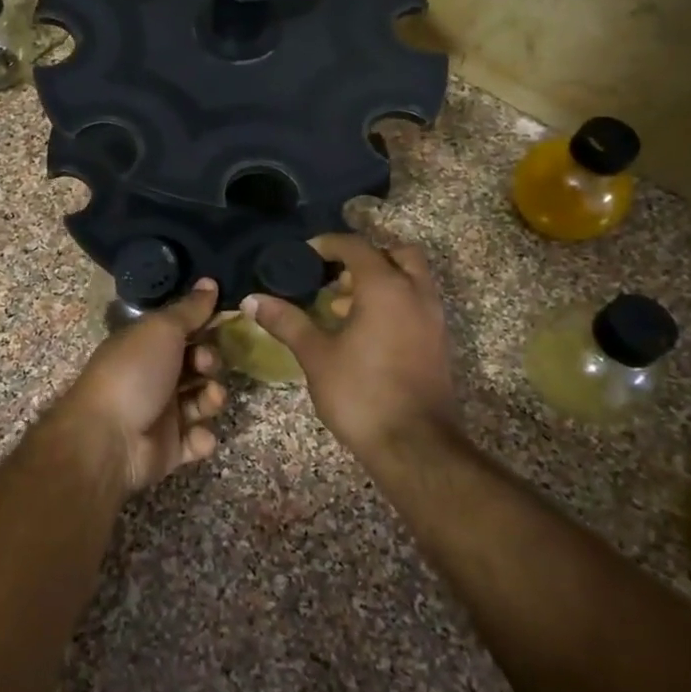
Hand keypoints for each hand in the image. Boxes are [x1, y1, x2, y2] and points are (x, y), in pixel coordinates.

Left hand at [53, 280, 228, 493]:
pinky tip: (198, 434)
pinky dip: (202, 437)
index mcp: (145, 345)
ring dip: (212, 397)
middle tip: (205, 365)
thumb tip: (210, 281)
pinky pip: (196, 439)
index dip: (204, 326)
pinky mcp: (169, 449)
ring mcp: (161, 413)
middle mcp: (153, 375)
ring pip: (201, 400)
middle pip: (195, 365)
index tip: (224, 323)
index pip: (182, 331)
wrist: (108, 438)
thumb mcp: (162, 330)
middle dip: (209, 362)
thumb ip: (190, 309)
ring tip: (210, 399)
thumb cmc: (134, 373)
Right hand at [244, 235, 461, 463]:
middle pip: (396, 253)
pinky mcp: (439, 343)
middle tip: (336, 276)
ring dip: (381, 280)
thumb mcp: (316, 355)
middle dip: (366, 257)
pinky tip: (365, 331)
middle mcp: (416, 294)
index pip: (356, 246)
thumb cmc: (361, 393)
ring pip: (411, 279)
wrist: (415, 447)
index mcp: (385, 287)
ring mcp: (433, 319)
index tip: (303, 255)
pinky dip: (394, 302)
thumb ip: (286, 322)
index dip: (327, 244)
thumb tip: (251, 299)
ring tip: (343, 305)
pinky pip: (417, 304)